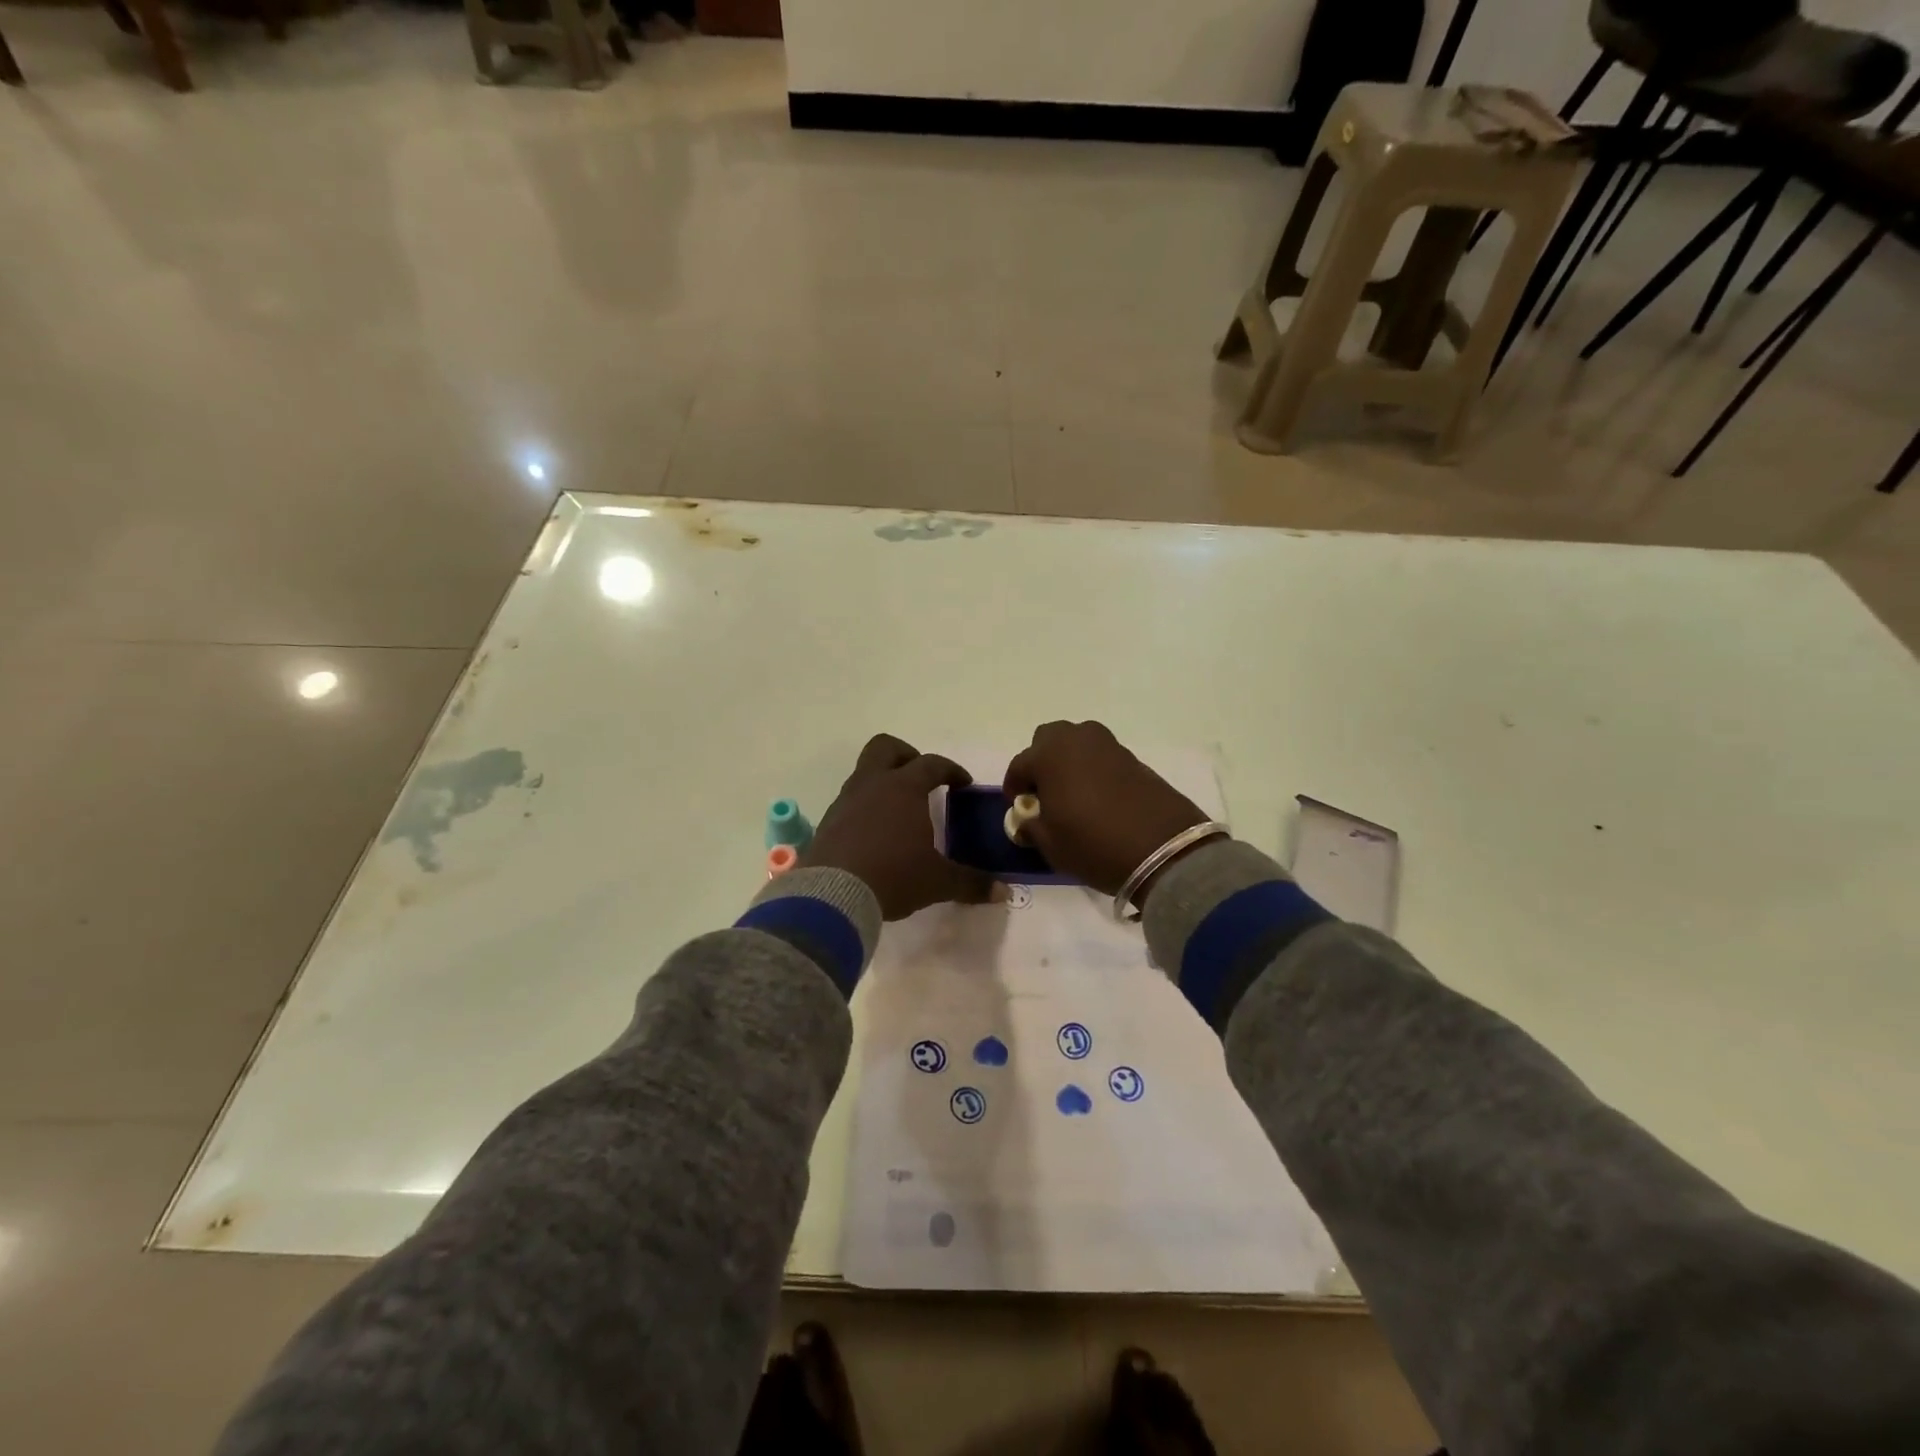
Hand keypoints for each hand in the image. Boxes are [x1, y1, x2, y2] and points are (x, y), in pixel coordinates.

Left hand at [803, 735, 999, 919]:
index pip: (932, 764)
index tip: (963, 783)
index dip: (951, 770)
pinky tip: (874, 833)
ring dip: (883, 782)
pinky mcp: (828, 821)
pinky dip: (865, 807)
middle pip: (886, 747)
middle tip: (922, 779)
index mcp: (904, 788)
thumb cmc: (894, 876)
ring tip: (899, 811)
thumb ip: (971, 883)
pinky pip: (850, 800)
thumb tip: (1003, 891)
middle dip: (906, 756)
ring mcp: (846, 800)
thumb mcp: (938, 882)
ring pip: (864, 773)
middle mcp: (873, 784)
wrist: (833, 895)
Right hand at [1003, 722, 1208, 901]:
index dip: (1014, 786)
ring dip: (1069, 760)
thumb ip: (1031, 826)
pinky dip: (1093, 768)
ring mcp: (1108, 745)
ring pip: (1077, 742)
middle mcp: (1077, 740)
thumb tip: (1028, 818)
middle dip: (1041, 760)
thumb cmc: (1094, 845)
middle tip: (1044, 791)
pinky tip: (1097, 796)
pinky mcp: (1133, 757)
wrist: (1163, 849)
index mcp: (1049, 755)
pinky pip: (1101, 755)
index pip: (1019, 764)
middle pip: (1048, 738)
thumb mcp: (1050, 845)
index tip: (1018, 807)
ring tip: (1071, 792)